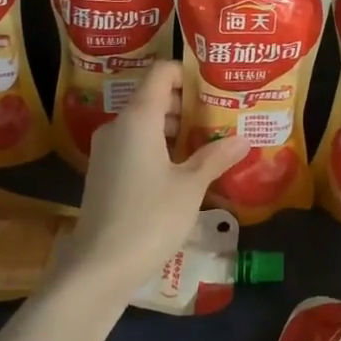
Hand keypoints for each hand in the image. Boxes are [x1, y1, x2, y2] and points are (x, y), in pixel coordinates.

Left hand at [54, 60, 249, 300]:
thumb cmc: (149, 218)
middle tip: (222, 117)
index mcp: (138, 118)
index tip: (216, 86)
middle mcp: (118, 126)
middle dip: (189, 105)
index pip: (161, 73)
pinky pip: (135, 146)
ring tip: (209, 143)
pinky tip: (184, 169)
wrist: (98, 267)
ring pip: (145, 124)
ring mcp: (107, 150)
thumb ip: (216, 157)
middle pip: (155, 98)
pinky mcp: (104, 173)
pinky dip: (160, 148)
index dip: (188, 73)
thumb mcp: (190, 187)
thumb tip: (243, 139)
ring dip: (176, 130)